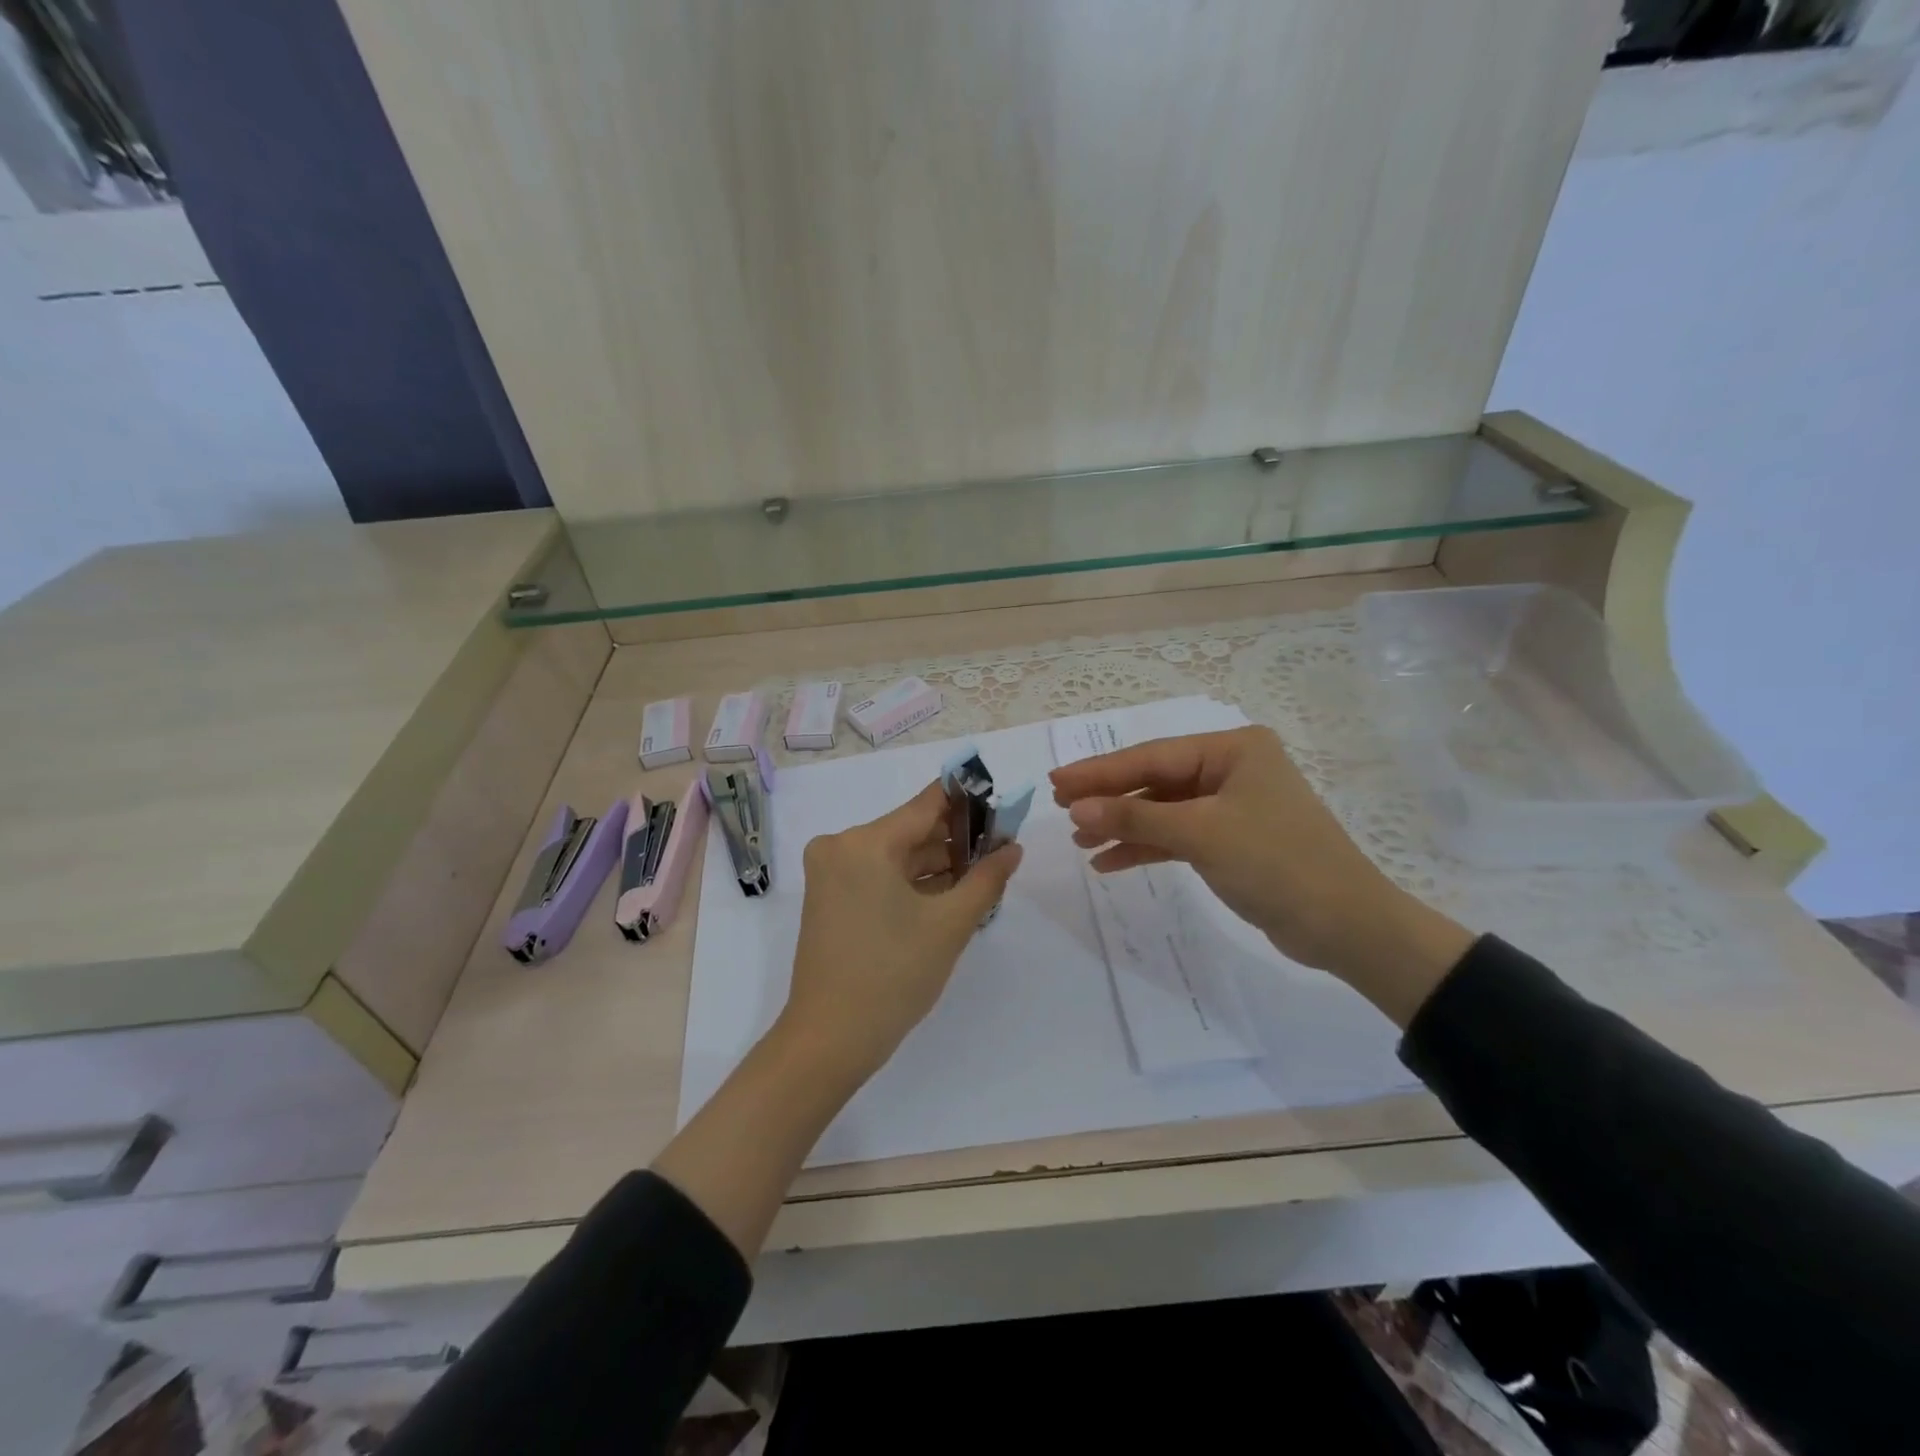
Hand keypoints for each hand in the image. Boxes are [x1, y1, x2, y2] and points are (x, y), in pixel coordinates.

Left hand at [779, 781, 1023, 1084]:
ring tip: (981, 876)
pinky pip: (878, 875)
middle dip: (956, 840)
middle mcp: (841, 846)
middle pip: (911, 829)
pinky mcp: (829, 897)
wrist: (830, 1039)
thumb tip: (1013, 847)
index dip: (968, 802)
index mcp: (865, 842)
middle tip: (1000, 851)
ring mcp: (831, 872)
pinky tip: (948, 894)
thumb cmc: (893, 975)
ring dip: (936, 864)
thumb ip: (986, 878)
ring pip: (896, 854)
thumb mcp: (950, 925)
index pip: (927, 804)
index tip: (1002, 808)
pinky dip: (911, 882)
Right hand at [1050, 726, 1472, 1025]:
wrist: (1345, 926)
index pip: (1151, 756)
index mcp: (1232, 750)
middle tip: (1059, 807)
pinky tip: (1110, 861)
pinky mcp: (1231, 840)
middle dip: (1109, 797)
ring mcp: (1232, 805)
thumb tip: (1076, 806)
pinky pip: (1177, 835)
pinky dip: (1146, 847)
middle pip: (1155, 780)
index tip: (1056, 781)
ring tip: (1080, 840)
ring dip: (1123, 825)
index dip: (1100, 771)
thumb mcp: (1201, 834)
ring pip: (1163, 809)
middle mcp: (1231, 769)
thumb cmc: (1276, 863)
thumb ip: (1136, 816)